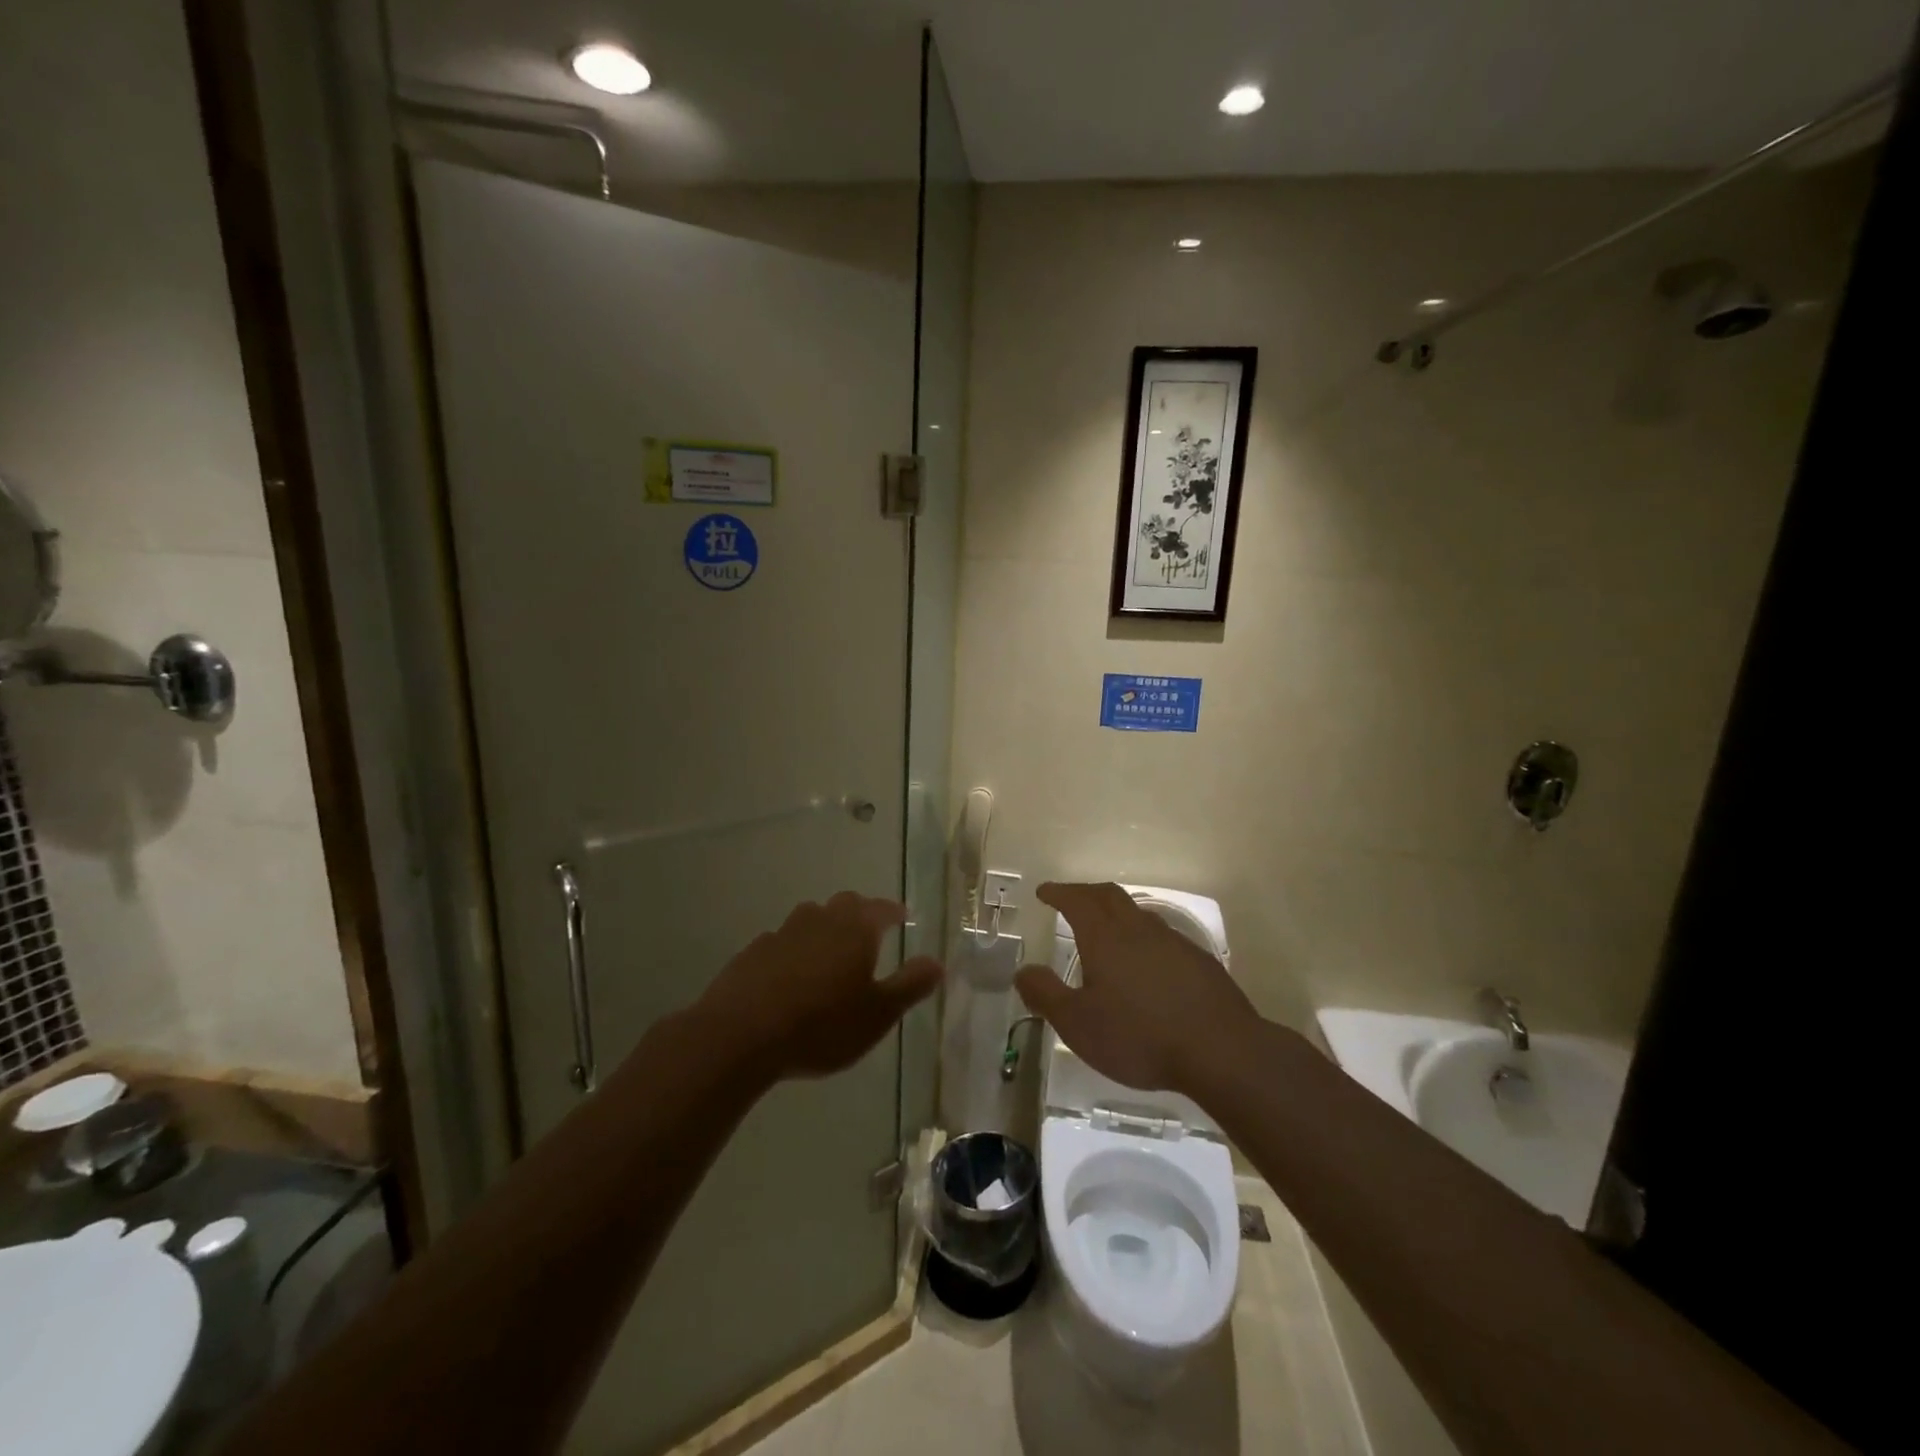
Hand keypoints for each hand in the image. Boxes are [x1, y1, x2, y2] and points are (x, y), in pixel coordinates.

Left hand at [697, 892, 942, 1082]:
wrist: (740, 1035)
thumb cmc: (822, 1024)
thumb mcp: (878, 1013)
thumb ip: (910, 985)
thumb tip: (938, 962)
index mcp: (855, 929)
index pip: (881, 909)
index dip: (894, 912)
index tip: (904, 918)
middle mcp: (820, 920)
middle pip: (845, 905)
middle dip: (861, 914)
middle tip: (870, 932)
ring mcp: (782, 933)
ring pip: (810, 919)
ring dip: (825, 929)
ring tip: (831, 953)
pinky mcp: (753, 952)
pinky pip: (782, 942)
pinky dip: (794, 950)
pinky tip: (791, 976)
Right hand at [1014, 882, 1258, 1095]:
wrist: (1220, 1050)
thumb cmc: (1139, 1036)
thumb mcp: (1078, 1024)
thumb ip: (1046, 995)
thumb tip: (1023, 971)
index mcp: (1105, 937)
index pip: (1077, 900)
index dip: (1059, 892)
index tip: (1045, 891)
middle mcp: (1138, 929)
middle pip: (1109, 895)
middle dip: (1085, 892)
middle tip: (1070, 899)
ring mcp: (1173, 941)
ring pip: (1138, 913)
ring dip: (1116, 911)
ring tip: (1106, 928)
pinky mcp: (1198, 961)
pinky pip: (1161, 935)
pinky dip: (1142, 935)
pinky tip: (1146, 961)